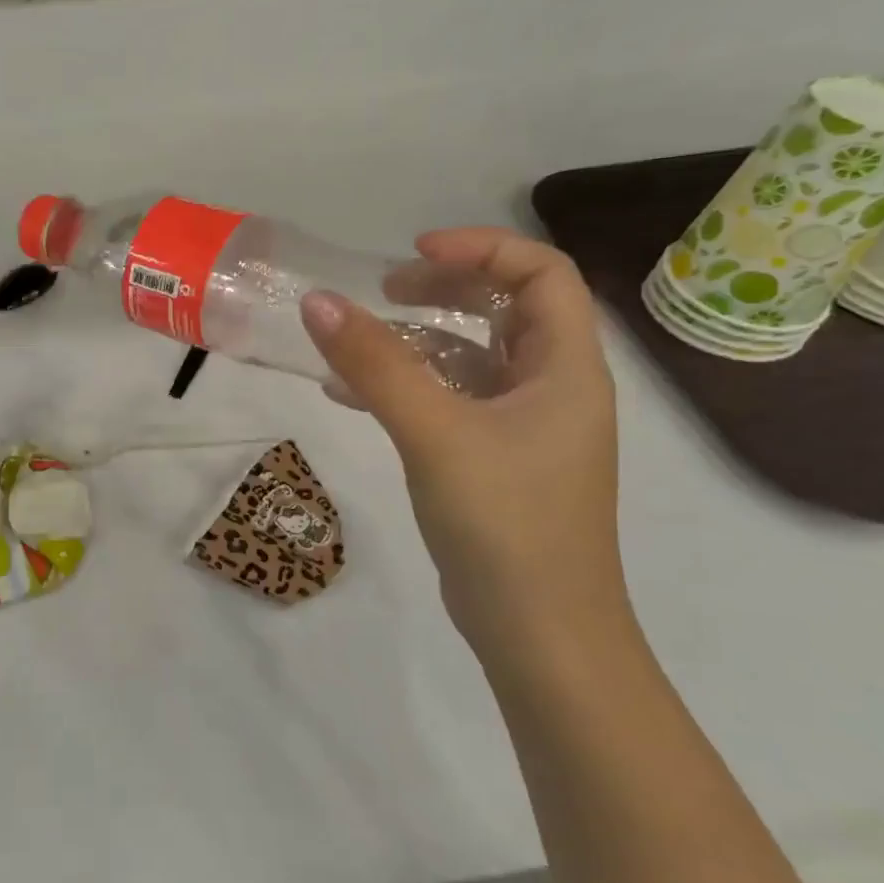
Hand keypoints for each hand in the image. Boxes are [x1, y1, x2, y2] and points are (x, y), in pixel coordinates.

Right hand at [302, 228, 630, 667]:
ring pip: (470, 357)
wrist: (539, 633)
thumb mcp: (434, 432)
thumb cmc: (504, 522)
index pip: (542, 274)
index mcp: (566, 368)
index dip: (481, 249)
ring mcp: (523, 427)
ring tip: (352, 344)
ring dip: (415, 341)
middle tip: (383, 290)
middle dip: (443, 288)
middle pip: (505, 308)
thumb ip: (376, 364)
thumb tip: (317, 301)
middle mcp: (552, 388)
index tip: (412, 253)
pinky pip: (449, 401)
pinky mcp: (494, 460)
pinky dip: (406, 388)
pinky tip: (349, 398)